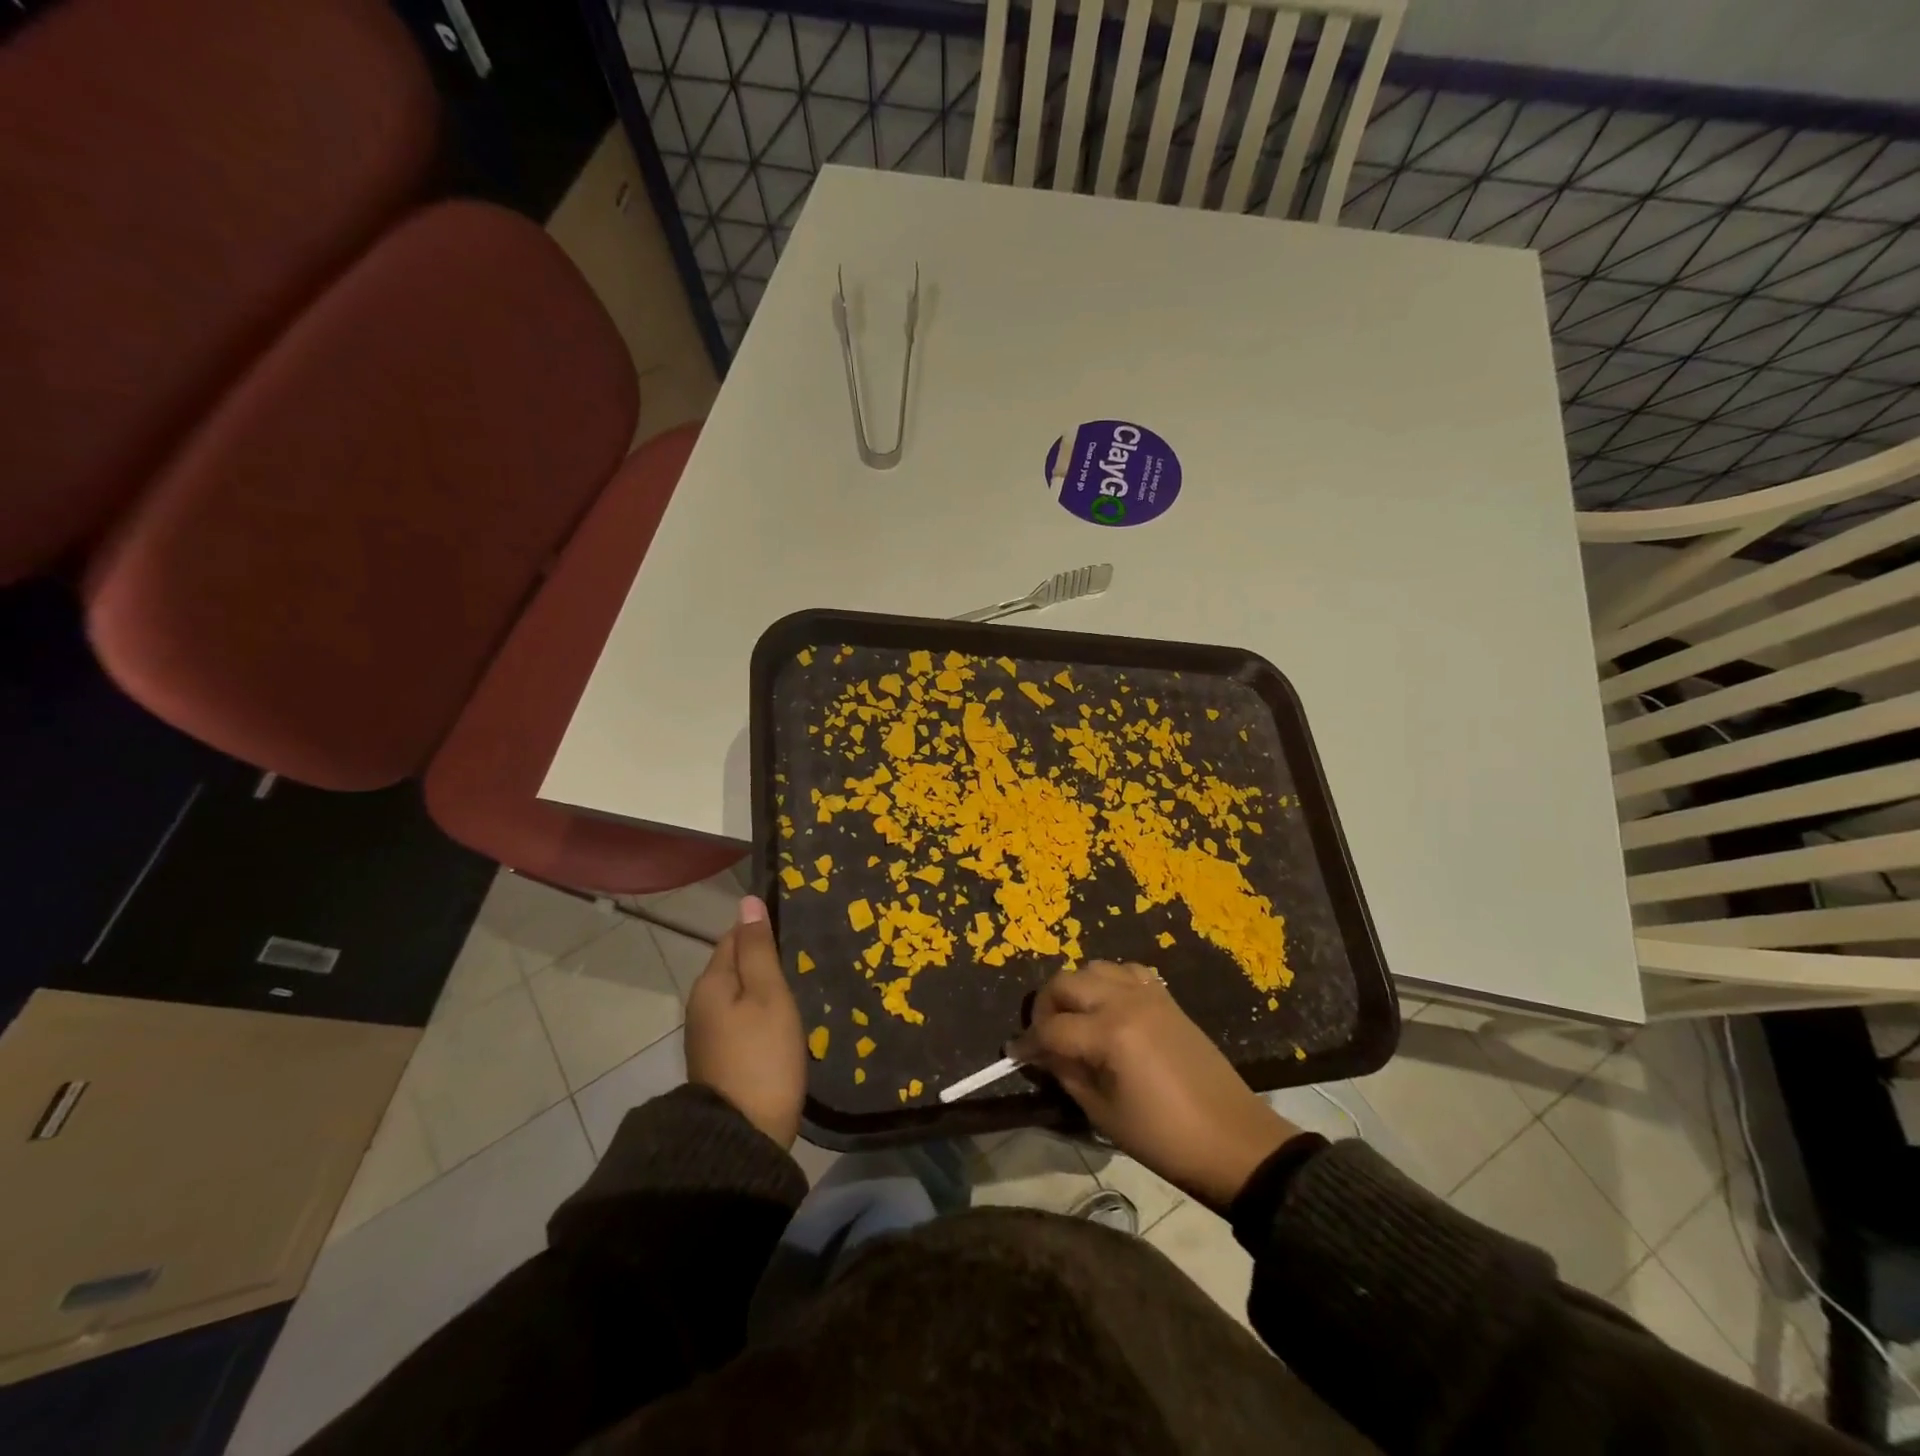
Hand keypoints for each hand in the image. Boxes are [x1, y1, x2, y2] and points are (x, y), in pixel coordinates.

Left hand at [683, 896, 806, 1148]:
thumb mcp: (768, 995)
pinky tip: (781, 1020)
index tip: (794, 927)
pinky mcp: (718, 1060)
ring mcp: (707, 1035)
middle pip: (733, 966)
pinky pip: (739, 1019)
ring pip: (737, 994)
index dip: (761, 928)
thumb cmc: (762, 1056)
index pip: (733, 937)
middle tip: (802, 955)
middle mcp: (700, 1005)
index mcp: (711, 983)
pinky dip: (758, 1012)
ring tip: (797, 984)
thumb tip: (747, 900)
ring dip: (761, 986)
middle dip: (761, 958)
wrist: (742, 1136)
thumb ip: (759, 948)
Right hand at [1010, 961, 1301, 1207]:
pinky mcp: (1167, 998)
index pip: (1051, 1027)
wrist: (1232, 1139)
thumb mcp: (1103, 1113)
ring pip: (1095, 968)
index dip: (1028, 1043)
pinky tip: (1109, 1008)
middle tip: (1043, 1036)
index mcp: (1110, 1033)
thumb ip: (1066, 1073)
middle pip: (1066, 982)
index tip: (1014, 1055)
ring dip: (1076, 988)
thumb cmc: (1163, 1138)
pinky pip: (1128, 971)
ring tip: (1074, 1019)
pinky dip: (1109, 982)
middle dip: (1046, 1006)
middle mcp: (1126, 1001)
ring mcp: (1149, 994)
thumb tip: (1042, 1053)